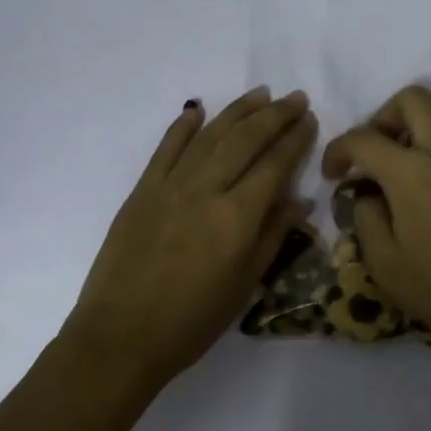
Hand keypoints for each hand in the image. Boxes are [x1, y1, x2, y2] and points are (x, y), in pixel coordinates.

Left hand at [67, 87, 316, 389]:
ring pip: (209, 136)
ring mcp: (169, 186)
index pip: (274, 165)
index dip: (295, 139)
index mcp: (236, 217)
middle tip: (295, 98)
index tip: (310, 119)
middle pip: (245, 140)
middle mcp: (205, 190)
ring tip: (260, 94)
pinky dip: (182, 126)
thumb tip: (299, 198)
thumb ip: (272, 236)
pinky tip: (197, 109)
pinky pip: (165, 149)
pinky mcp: (141, 191)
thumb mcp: (244, 285)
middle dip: (274, 116)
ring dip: (237, 111)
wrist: (121, 336)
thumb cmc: (191, 322)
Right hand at [322, 86, 430, 369]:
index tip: (335, 174)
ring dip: (430, 114)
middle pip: (410, 99)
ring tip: (422, 147)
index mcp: (410, 173)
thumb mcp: (386, 267)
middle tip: (379, 151)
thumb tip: (366, 194)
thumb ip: (365, 220)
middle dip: (384, 117)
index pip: (361, 139)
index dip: (338, 151)